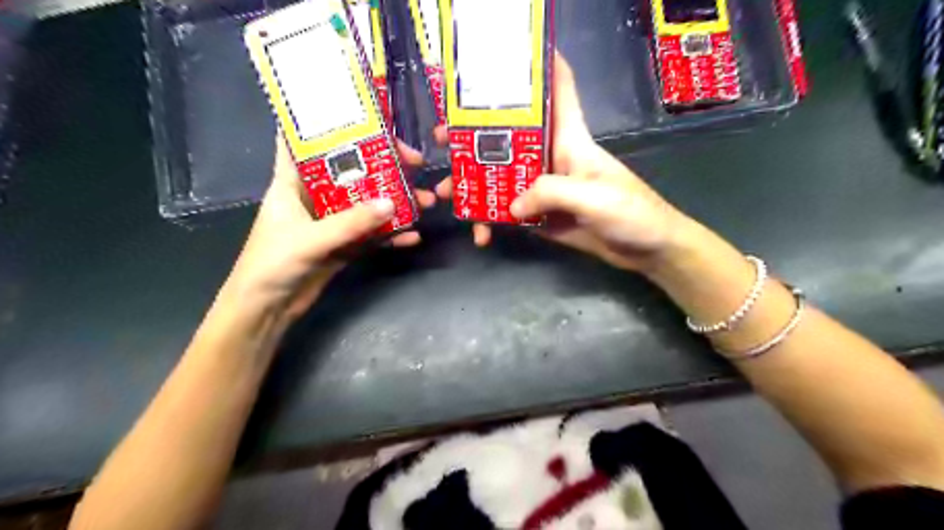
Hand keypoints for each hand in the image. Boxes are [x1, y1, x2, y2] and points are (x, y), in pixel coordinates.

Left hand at [225, 134, 435, 323]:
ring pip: (368, 204)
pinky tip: (412, 236)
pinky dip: (391, 235)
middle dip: (384, 166)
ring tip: (426, 202)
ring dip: (396, 203)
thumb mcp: (310, 239)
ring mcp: (332, 222)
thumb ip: (350, 222)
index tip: (365, 115)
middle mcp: (315, 197)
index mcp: (293, 182)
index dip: (331, 124)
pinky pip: (372, 234)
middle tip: (416, 163)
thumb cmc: (272, 265)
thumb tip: (392, 203)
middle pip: (352, 171)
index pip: (307, 141)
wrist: (267, 310)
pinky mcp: (344, 245)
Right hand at [439, 51, 690, 273]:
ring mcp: (542, 188)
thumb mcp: (593, 197)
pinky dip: (491, 222)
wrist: (646, 250)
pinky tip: (480, 234)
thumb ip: (550, 193)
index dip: (539, 65)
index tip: (505, 55)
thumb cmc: (631, 212)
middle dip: (474, 135)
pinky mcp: (540, 215)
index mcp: (569, 139)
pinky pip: (507, 213)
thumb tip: (510, 206)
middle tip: (442, 139)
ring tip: (443, 195)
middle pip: (509, 136)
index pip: (558, 89)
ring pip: (500, 177)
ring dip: (472, 184)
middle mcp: (551, 157)